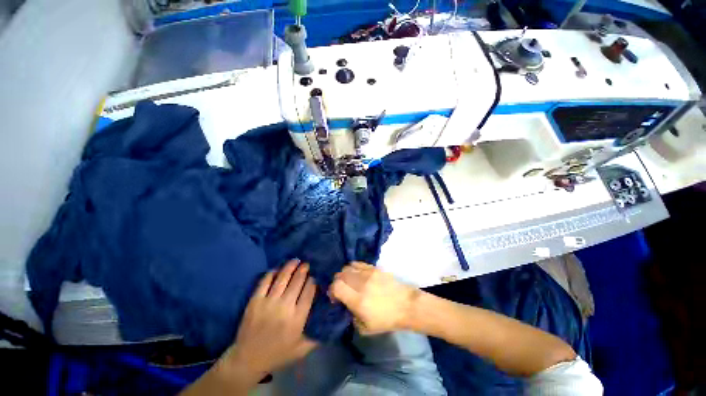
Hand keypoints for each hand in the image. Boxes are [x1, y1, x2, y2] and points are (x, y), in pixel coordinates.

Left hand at [220, 259, 317, 384]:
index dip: (313, 281)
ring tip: (296, 260)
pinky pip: (265, 281)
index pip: (309, 292)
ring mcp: (268, 303)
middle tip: (307, 264)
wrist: (247, 360)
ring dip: (291, 267)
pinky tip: (277, 269)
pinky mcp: (255, 301)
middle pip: (297, 281)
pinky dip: (272, 273)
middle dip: (304, 270)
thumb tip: (331, 323)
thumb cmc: (278, 354)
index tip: (315, 276)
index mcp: (297, 319)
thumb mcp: (302, 350)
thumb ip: (317, 337)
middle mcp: (284, 307)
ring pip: (283, 278)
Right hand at [329, 262, 419, 333]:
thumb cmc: (386, 320)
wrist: (406, 305)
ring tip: (349, 281)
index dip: (332, 290)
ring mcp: (368, 273)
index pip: (336, 287)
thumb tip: (346, 305)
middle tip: (341, 289)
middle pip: (340, 275)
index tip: (335, 297)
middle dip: (337, 282)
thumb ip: (351, 317)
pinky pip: (358, 263)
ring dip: (344, 274)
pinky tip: (357, 274)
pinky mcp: (374, 268)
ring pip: (348, 267)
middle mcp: (361, 284)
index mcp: (358, 301)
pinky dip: (353, 268)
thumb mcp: (365, 328)